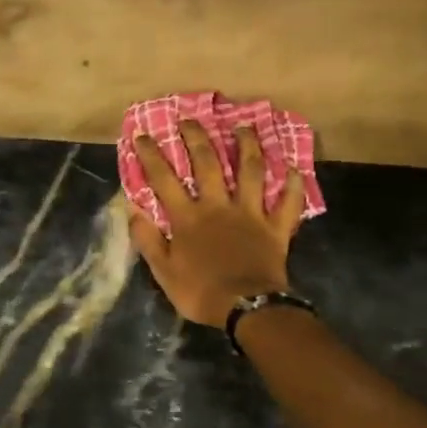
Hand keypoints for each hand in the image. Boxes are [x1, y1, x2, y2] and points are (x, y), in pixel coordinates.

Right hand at [129, 122, 305, 326]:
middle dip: (196, 138)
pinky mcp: (275, 227)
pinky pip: (287, 202)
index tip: (143, 135)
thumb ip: (149, 240)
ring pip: (250, 171)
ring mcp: (250, 213)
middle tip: (189, 119)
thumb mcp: (163, 272)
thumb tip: (133, 211)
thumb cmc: (201, 292)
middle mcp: (218, 206)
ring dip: (248, 146)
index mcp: (188, 218)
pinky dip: (292, 185)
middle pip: (207, 163)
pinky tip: (293, 169)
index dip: (152, 156)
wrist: (247, 308)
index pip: (164, 180)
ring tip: (245, 127)